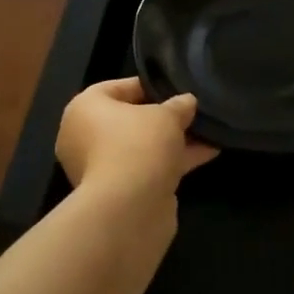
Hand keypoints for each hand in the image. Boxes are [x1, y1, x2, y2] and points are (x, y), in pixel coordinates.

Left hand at [56, 78, 217, 207]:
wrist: (128, 209)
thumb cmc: (138, 145)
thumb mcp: (166, 116)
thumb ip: (178, 106)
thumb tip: (187, 102)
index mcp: (85, 108)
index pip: (117, 87)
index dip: (150, 85)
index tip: (176, 87)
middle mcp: (85, 136)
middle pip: (130, 119)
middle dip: (164, 117)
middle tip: (192, 111)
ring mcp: (101, 167)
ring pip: (142, 146)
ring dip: (173, 140)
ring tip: (209, 130)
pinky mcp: (119, 192)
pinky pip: (148, 167)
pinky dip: (173, 161)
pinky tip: (208, 152)